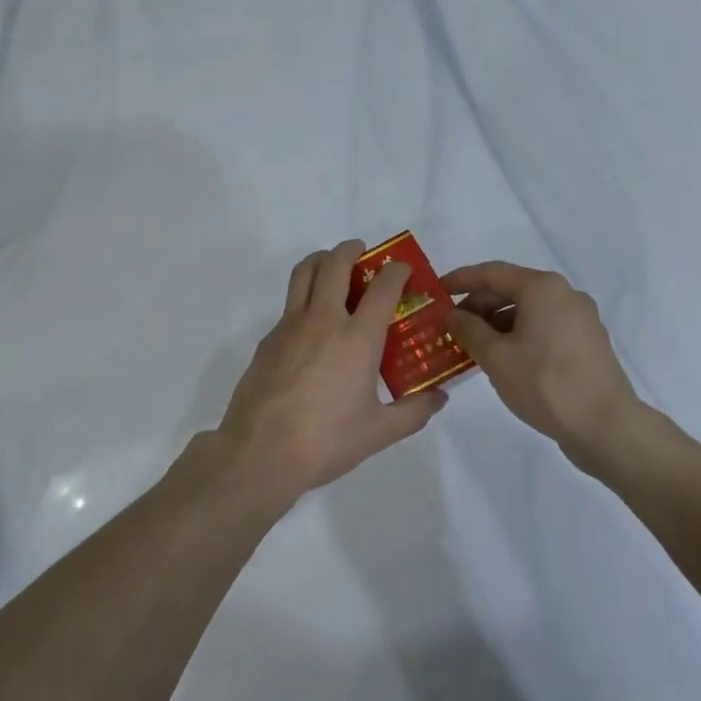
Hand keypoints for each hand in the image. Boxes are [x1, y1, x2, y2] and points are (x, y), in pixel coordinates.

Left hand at [219, 239, 447, 506]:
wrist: (261, 451)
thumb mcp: (379, 432)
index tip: (403, 270)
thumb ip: (414, 412)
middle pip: (336, 264)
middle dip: (352, 250)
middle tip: (363, 253)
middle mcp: (324, 320)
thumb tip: (440, 398)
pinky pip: (289, 305)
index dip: (397, 272)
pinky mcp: (268, 339)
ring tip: (332, 266)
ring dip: (321, 260)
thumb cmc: (327, 440)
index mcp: (357, 337)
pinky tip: (312, 326)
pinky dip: (304, 298)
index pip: (383, 287)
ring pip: (304, 273)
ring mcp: (291, 326)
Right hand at [444, 261, 656, 464]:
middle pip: (512, 289)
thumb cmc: (545, 383)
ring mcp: (581, 319)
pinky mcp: (588, 343)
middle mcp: (565, 294)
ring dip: (498, 323)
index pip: (492, 273)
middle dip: (479, 305)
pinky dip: (520, 335)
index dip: (460, 279)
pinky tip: (504, 359)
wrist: (606, 426)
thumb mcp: (495, 357)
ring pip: (529, 310)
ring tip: (473, 346)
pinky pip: (545, 327)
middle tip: (452, 325)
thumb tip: (454, 315)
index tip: (437, 290)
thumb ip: (469, 330)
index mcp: (543, 288)